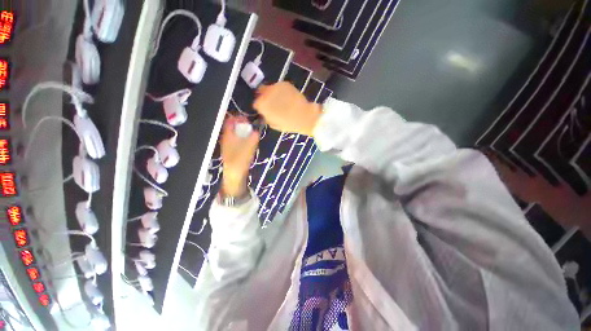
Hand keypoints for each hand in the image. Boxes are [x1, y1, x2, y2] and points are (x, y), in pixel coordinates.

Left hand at [220, 115, 259, 196]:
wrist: (234, 173)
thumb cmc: (239, 160)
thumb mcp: (248, 148)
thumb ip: (253, 138)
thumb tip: (257, 131)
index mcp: (228, 136)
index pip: (230, 121)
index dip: (238, 118)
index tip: (247, 118)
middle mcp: (227, 138)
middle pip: (233, 126)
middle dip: (241, 124)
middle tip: (250, 125)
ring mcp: (229, 144)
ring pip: (235, 133)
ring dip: (242, 131)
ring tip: (251, 131)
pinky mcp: (232, 149)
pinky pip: (237, 139)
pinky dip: (242, 137)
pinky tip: (248, 141)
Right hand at [253, 82, 321, 136]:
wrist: (305, 116)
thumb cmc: (289, 123)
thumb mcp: (274, 124)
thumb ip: (266, 116)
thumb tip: (264, 113)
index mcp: (262, 104)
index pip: (256, 103)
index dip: (260, 106)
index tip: (264, 110)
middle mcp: (267, 93)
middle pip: (261, 92)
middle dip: (264, 97)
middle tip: (271, 103)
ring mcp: (276, 86)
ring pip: (270, 88)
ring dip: (272, 93)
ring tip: (280, 101)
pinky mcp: (285, 84)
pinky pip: (279, 87)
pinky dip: (280, 91)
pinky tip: (286, 98)